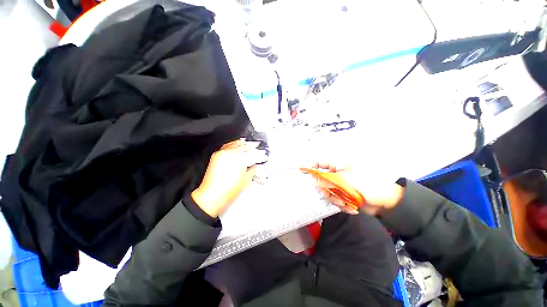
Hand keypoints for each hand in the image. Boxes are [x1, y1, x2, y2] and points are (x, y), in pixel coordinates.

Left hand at [191, 140, 266, 217]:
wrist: (211, 196)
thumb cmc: (227, 191)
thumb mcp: (246, 181)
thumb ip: (252, 170)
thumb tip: (254, 166)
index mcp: (240, 159)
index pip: (254, 155)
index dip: (260, 155)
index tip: (263, 155)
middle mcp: (231, 153)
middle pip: (246, 147)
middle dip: (254, 149)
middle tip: (259, 150)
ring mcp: (223, 153)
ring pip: (237, 144)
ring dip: (245, 144)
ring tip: (251, 145)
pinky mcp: (217, 155)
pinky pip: (228, 145)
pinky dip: (234, 143)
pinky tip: (237, 144)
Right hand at [311, 162, 404, 215]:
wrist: (386, 202)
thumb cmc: (367, 185)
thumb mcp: (345, 181)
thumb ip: (327, 180)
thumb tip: (312, 180)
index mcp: (338, 166)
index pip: (320, 162)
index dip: (310, 165)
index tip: (301, 171)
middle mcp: (337, 174)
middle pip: (321, 180)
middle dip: (325, 190)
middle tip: (331, 195)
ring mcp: (340, 185)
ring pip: (327, 192)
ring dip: (334, 199)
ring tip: (345, 203)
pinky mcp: (343, 195)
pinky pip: (335, 199)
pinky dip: (341, 204)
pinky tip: (351, 207)